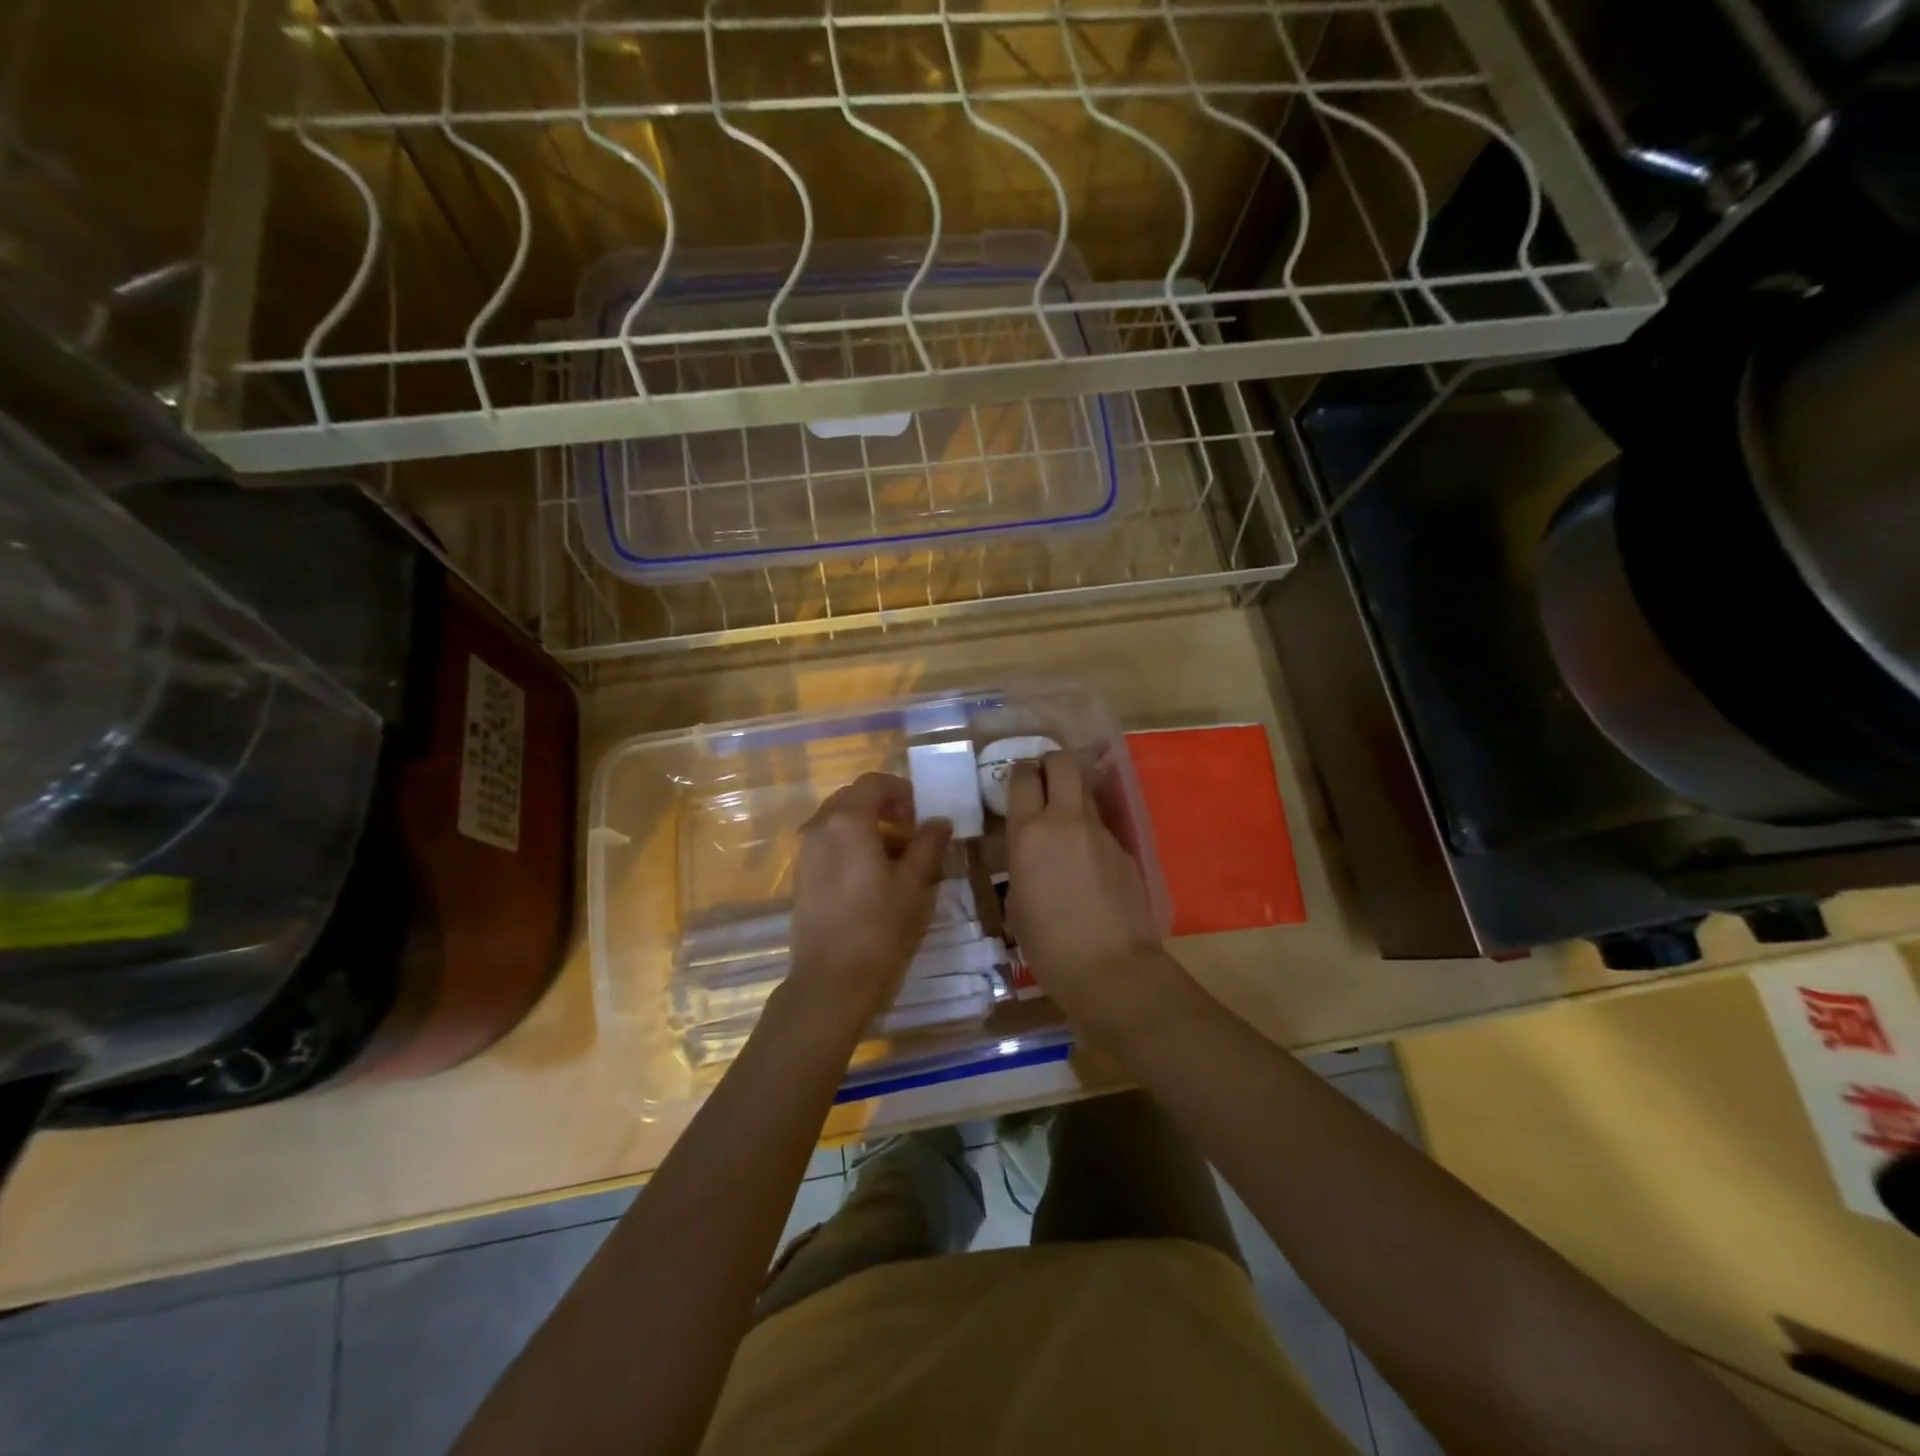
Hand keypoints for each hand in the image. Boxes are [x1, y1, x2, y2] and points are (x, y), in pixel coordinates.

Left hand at [785, 772, 953, 1024]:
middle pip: (853, 800)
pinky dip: (850, 848)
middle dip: (884, 809)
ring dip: (868, 829)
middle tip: (912, 834)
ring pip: (839, 823)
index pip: (874, 783)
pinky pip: (828, 845)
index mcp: (847, 820)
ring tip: (896, 860)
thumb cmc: (880, 927)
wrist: (831, 981)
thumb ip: (928, 844)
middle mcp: (819, 827)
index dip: (902, 791)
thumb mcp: (915, 883)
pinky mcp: (800, 876)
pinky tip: (872, 879)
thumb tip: (938, 822)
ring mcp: (804, 852)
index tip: (921, 814)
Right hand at [1005, 750, 1180, 1039]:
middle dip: (1050, 762)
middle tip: (1042, 778)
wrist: (1110, 969)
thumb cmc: (1048, 945)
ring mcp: (1100, 832)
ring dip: (1072, 794)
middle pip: (1061, 762)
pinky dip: (1090, 830)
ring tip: (1063, 820)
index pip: (1023, 776)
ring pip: (1085, 790)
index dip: (1019, 771)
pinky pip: (1101, 825)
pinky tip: (1087, 861)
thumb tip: (1031, 851)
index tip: (1017, 781)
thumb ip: (1022, 862)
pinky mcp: (1124, 849)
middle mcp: (1064, 820)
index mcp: (1029, 833)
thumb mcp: (1017, 901)